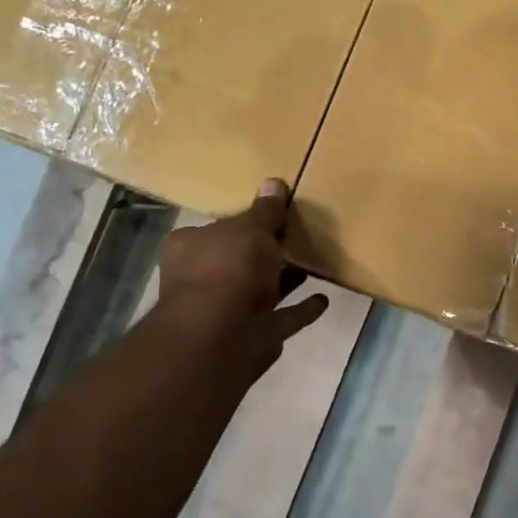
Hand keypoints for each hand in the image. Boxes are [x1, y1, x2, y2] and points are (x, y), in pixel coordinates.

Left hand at [156, 180, 328, 388]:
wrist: (222, 334)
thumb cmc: (229, 268)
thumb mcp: (251, 228)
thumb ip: (266, 211)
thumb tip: (274, 183)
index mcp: (192, 248)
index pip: (217, 229)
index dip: (243, 223)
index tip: (271, 215)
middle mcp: (205, 279)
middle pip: (240, 260)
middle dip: (266, 253)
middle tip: (298, 236)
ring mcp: (231, 310)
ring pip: (264, 289)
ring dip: (287, 279)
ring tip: (315, 262)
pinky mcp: (256, 333)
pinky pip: (285, 316)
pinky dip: (302, 309)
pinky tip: (324, 298)